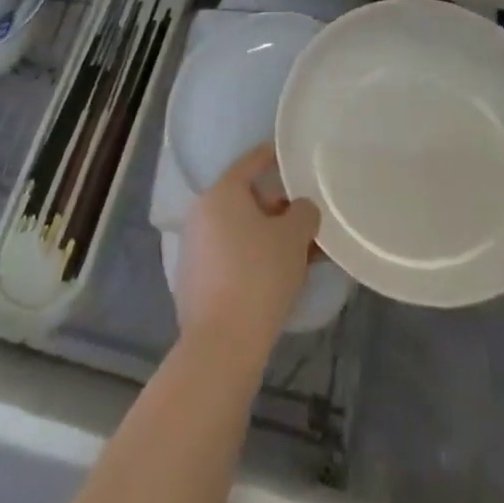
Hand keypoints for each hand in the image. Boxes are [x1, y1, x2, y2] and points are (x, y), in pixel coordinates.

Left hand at [177, 145, 318, 365]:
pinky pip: (232, 259)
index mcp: (222, 193)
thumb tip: (300, 210)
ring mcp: (195, 251)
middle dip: (279, 209)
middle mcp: (202, 215)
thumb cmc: (259, 276)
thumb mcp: (294, 236)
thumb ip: (304, 212)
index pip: (251, 161)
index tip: (293, 156)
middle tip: (308, 221)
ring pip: (241, 232)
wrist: (222, 346)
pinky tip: (282, 279)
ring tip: (304, 254)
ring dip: (270, 238)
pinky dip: (255, 260)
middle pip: (247, 199)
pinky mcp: (195, 284)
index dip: (274, 156)